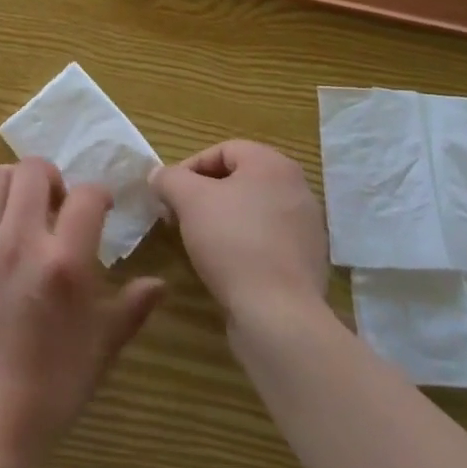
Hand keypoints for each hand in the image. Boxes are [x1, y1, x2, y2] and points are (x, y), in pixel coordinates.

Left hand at [0, 158, 164, 467]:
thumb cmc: (50, 389)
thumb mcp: (100, 349)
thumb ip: (131, 308)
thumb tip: (159, 284)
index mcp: (63, 261)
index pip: (87, 196)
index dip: (99, 195)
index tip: (101, 208)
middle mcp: (19, 240)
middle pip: (34, 170)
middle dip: (53, 177)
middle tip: (57, 203)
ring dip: (12, 184)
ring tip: (21, 208)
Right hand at [152, 141, 329, 321]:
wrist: (279, 316)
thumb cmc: (232, 242)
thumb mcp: (189, 200)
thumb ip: (169, 178)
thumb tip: (159, 175)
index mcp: (274, 164)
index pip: (223, 151)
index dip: (190, 168)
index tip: (169, 195)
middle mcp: (297, 189)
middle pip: (239, 181)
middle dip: (205, 196)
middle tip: (180, 217)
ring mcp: (306, 228)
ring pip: (252, 212)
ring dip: (223, 221)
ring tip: (200, 244)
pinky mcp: (307, 264)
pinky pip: (267, 242)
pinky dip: (244, 247)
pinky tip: (226, 268)